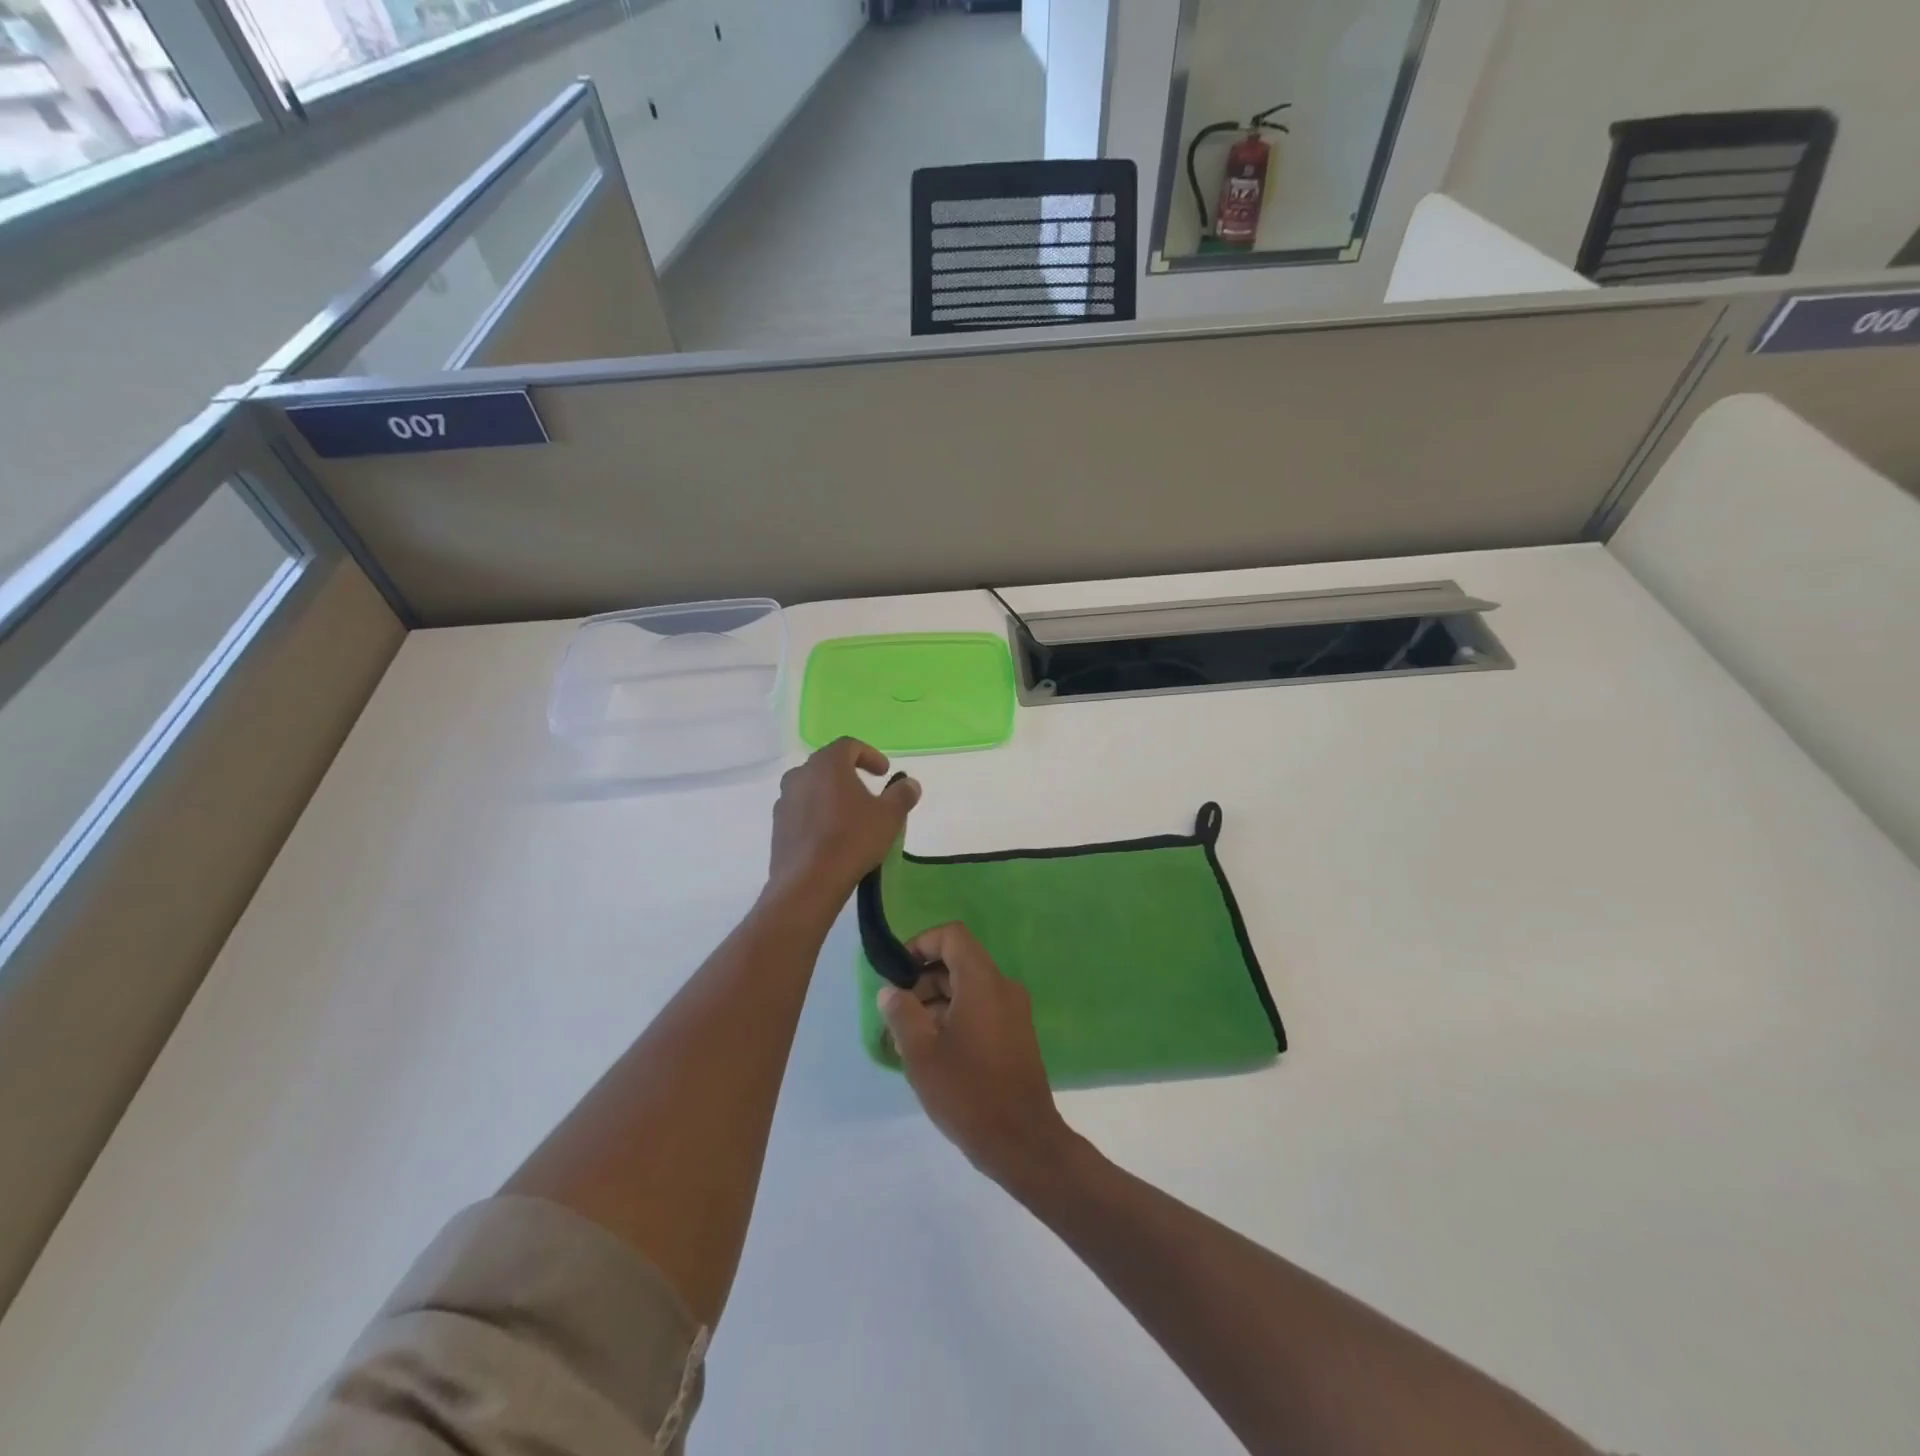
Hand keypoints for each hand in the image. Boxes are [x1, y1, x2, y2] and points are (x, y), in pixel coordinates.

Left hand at [768, 737, 919, 903]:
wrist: (808, 882)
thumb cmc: (852, 840)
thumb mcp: (889, 816)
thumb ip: (902, 795)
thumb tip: (910, 784)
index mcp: (827, 764)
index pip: (849, 745)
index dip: (870, 755)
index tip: (884, 773)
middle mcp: (800, 775)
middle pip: (827, 764)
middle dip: (849, 773)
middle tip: (868, 791)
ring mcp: (785, 800)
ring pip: (811, 787)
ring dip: (831, 794)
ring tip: (849, 814)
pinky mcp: (777, 825)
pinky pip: (801, 810)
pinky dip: (817, 814)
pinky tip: (830, 835)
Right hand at [876, 922, 1077, 1195]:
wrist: (1023, 1142)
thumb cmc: (968, 1092)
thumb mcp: (921, 1052)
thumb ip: (901, 1014)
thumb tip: (890, 991)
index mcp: (982, 981)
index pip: (952, 936)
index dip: (921, 944)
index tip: (897, 973)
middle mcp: (1003, 987)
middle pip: (959, 962)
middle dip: (923, 980)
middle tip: (896, 1013)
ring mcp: (1014, 1011)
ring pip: (968, 988)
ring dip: (936, 1003)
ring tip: (907, 1039)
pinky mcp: (1017, 1035)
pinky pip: (981, 1009)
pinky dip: (955, 1017)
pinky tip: (933, 1053)